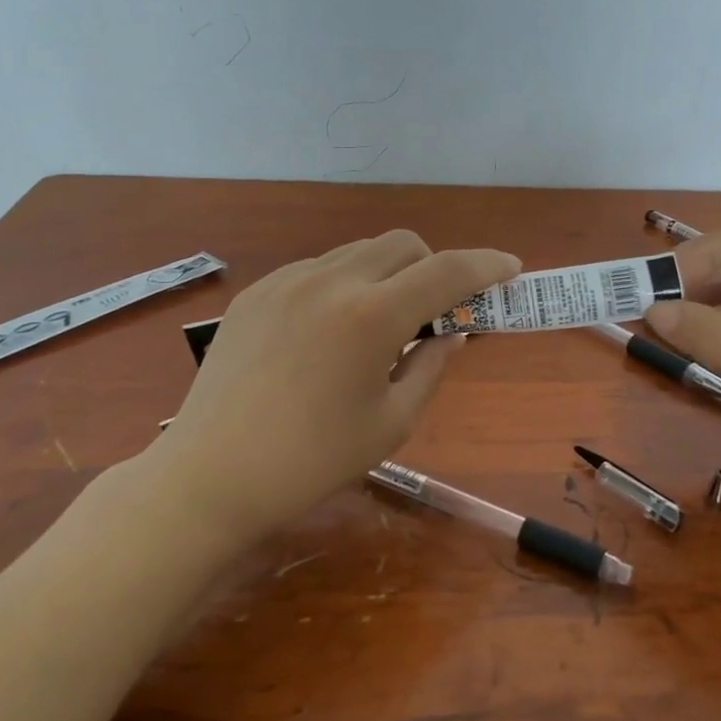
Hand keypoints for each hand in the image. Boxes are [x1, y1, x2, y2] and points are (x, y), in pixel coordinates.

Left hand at [162, 231, 519, 542]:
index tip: (510, 269)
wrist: (210, 476)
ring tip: (379, 324)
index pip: (447, 271)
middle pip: (402, 244)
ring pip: (358, 252)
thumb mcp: (390, 422)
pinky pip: (317, 270)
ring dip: (387, 274)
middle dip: (433, 266)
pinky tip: (329, 330)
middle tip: (436, 310)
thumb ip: (430, 366)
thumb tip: (452, 332)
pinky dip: (344, 284)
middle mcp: (332, 281)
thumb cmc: (311, 461)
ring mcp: (288, 281)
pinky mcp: (257, 293)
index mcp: (372, 316)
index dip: (486, 265)